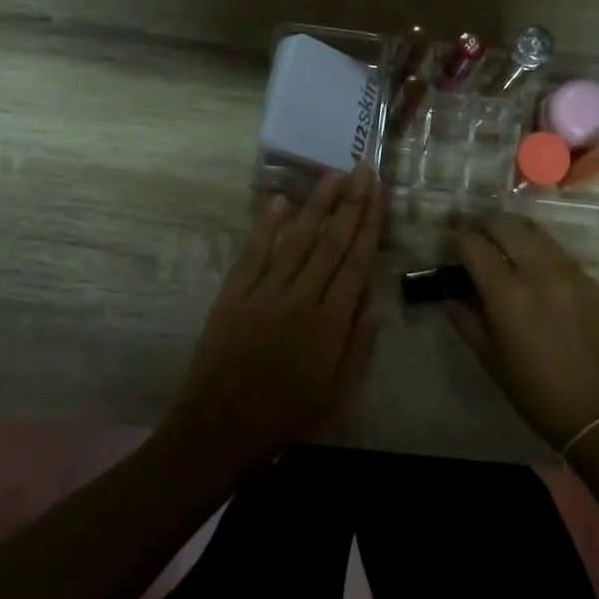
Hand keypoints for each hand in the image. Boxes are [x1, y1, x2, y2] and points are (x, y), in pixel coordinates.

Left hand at [163, 166, 384, 475]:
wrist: (220, 429)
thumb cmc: (286, 416)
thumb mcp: (336, 391)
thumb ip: (358, 345)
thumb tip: (375, 302)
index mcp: (330, 324)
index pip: (357, 263)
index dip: (370, 225)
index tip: (379, 194)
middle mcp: (301, 299)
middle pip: (331, 243)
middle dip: (350, 203)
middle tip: (363, 169)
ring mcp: (264, 294)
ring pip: (296, 241)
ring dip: (316, 205)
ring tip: (332, 175)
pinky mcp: (233, 296)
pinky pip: (253, 255)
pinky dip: (266, 227)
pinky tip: (280, 202)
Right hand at [450, 214, 598, 450]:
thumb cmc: (537, 393)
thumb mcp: (492, 360)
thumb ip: (467, 321)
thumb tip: (451, 298)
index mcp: (508, 293)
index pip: (474, 244)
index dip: (456, 237)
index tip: (448, 241)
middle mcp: (539, 271)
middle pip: (505, 224)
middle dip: (482, 221)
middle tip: (471, 230)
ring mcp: (570, 272)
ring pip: (535, 231)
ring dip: (512, 228)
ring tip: (499, 238)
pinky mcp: (592, 280)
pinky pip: (558, 252)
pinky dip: (538, 248)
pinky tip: (532, 264)